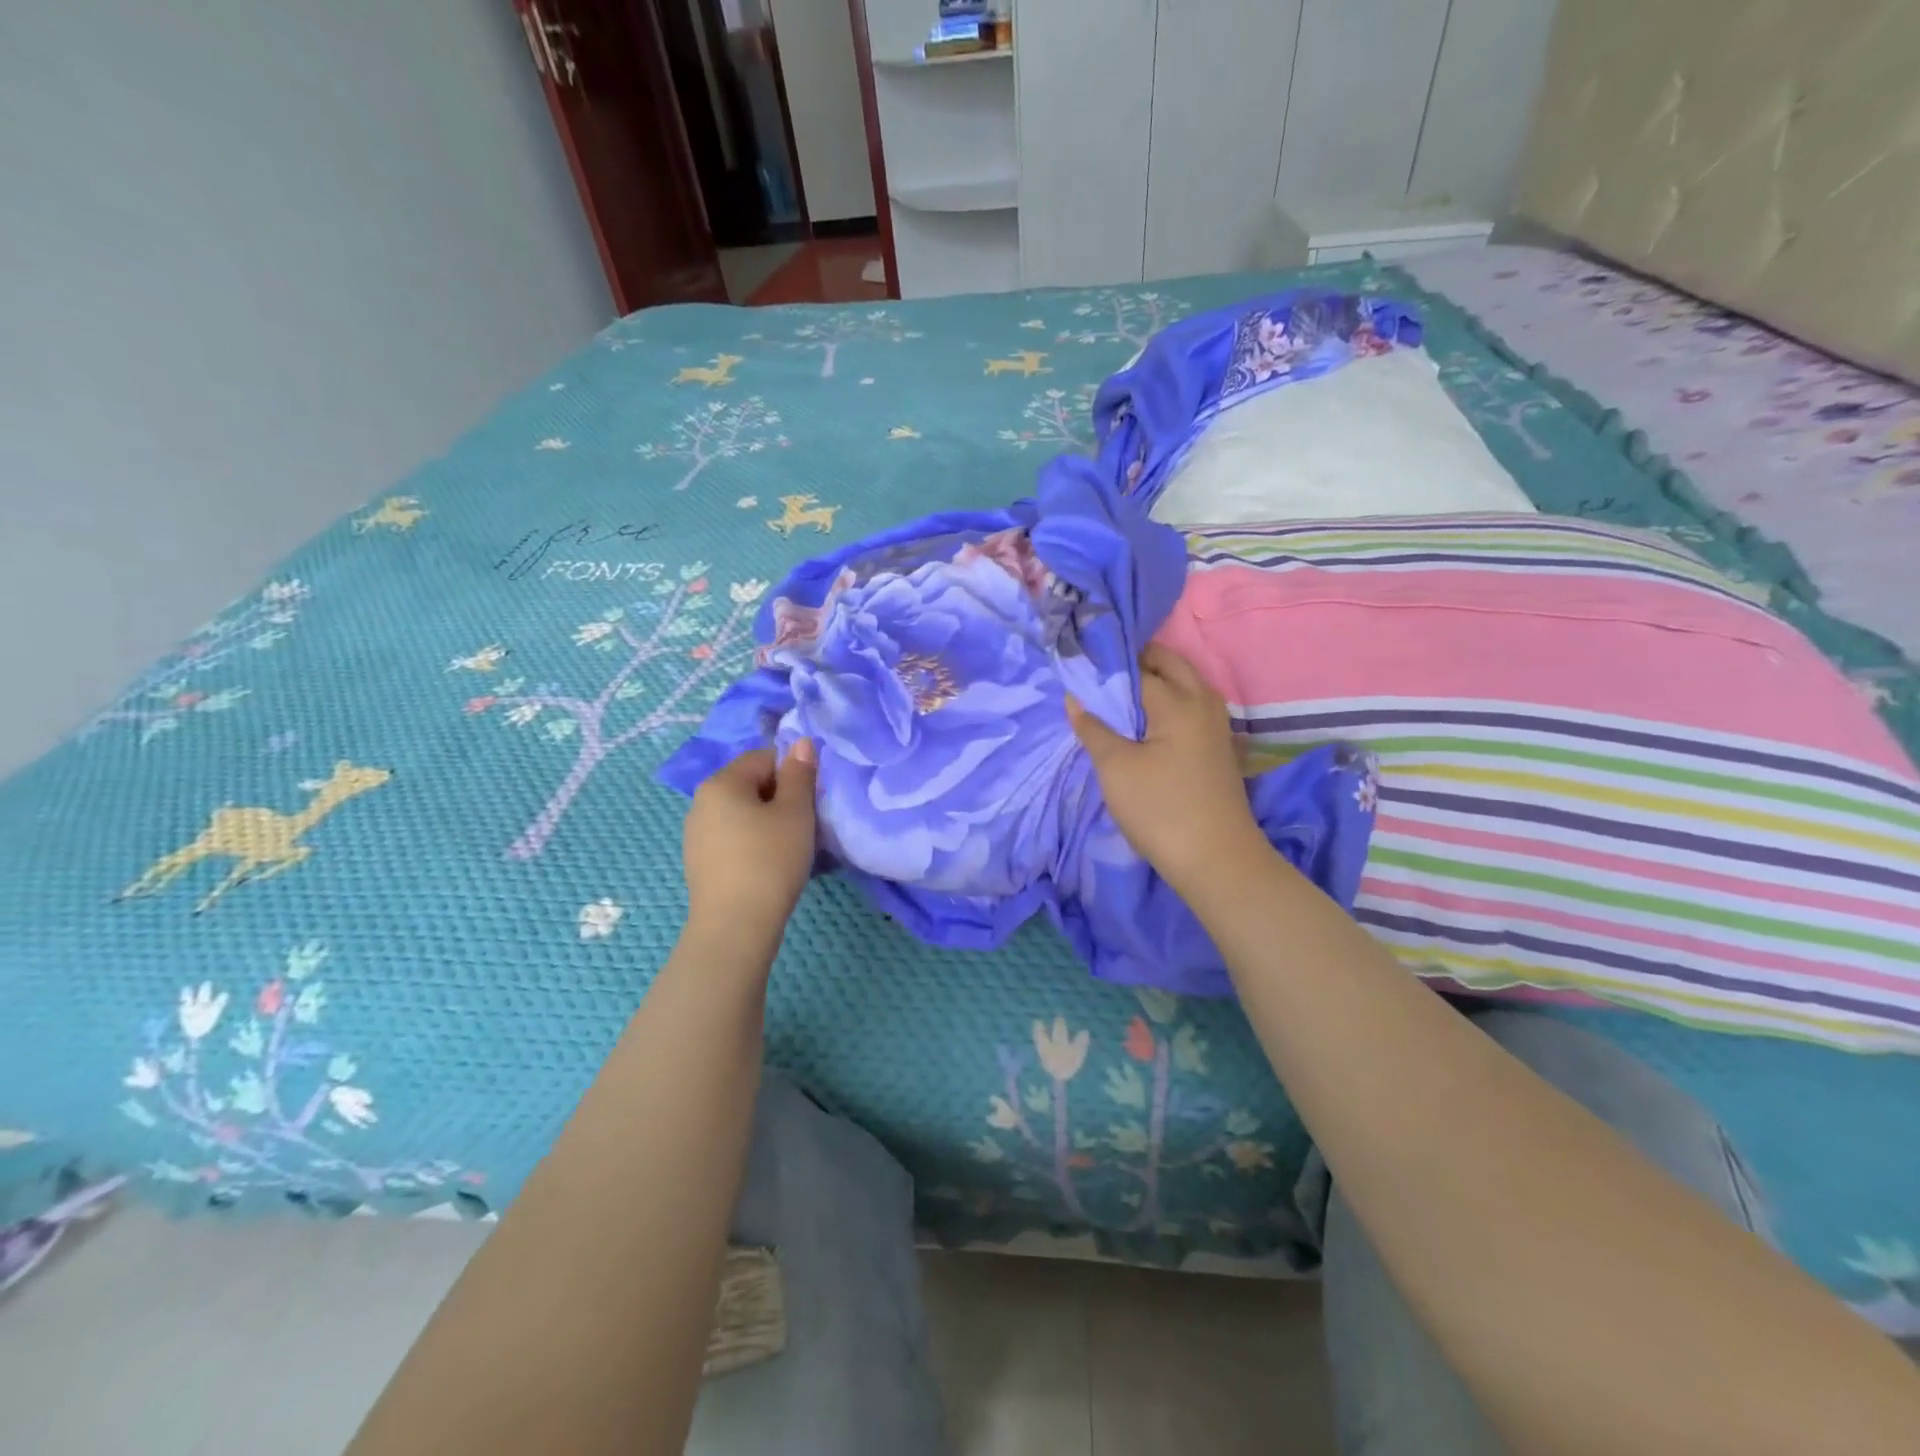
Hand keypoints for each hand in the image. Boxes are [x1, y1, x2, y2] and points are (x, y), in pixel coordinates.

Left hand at [681, 742, 817, 951]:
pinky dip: (751, 844)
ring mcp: (695, 833)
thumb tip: (800, 742)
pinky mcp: (698, 861)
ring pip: (741, 813)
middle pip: (750, 784)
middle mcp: (700, 801)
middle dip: (778, 798)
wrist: (735, 926)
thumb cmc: (770, 860)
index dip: (792, 775)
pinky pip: (731, 838)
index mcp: (721, 782)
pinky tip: (765, 867)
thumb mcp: (795, 812)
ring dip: (765, 822)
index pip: (764, 757)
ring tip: (786, 849)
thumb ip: (799, 773)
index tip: (807, 803)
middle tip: (802, 826)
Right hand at [1067, 644, 1263, 892]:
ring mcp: (1217, 725)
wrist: (1216, 860)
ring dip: (1157, 680)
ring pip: (1186, 684)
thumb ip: (1093, 728)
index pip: (1138, 668)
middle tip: (1102, 675)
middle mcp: (1203, 703)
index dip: (1108, 666)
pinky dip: (1171, 700)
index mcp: (1178, 702)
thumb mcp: (1115, 768)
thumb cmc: (1160, 810)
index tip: (1082, 665)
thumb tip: (1074, 697)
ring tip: (1121, 695)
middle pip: (1170, 665)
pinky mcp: (1220, 747)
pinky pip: (1193, 706)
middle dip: (1137, 661)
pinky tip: (1149, 721)